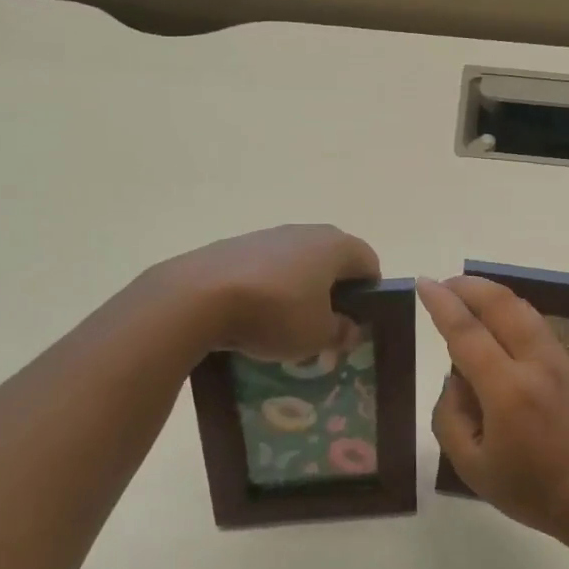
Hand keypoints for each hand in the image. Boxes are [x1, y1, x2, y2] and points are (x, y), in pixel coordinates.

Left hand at [157, 224, 380, 361]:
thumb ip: (340, 332)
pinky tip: (252, 317)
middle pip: (331, 260)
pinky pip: (264, 268)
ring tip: (284, 326)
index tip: (357, 321)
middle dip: (332, 292)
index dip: (370, 293)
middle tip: (324, 325)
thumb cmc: (274, 313)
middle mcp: (304, 232)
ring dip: (297, 289)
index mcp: (335, 246)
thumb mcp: (317, 335)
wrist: (198, 296)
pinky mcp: (234, 246)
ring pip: (295, 263)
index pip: (369, 262)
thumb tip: (350, 329)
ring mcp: (266, 235)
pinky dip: (266, 289)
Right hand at [417, 275, 568, 543]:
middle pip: (502, 304)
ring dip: (492, 297)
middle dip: (469, 286)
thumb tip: (456, 381)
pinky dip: (511, 317)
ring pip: (523, 310)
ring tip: (468, 299)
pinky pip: (537, 328)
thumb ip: (450, 417)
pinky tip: (498, 332)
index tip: (423, 283)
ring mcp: (562, 361)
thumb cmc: (534, 492)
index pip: (467, 332)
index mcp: (508, 390)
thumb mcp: (472, 468)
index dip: (442, 304)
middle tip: (444, 285)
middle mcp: (537, 364)